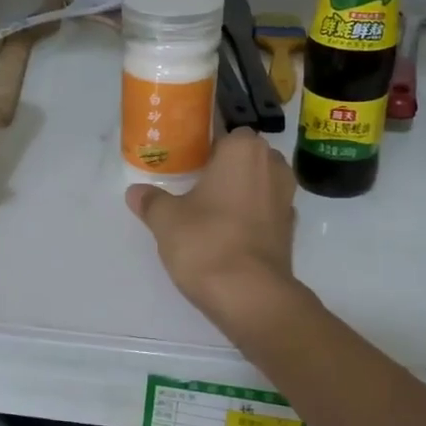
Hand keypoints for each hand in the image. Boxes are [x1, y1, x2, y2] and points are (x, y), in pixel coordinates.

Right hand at [125, 129, 299, 328]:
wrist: (250, 295)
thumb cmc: (206, 242)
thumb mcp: (166, 220)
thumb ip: (151, 201)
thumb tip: (136, 192)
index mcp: (244, 149)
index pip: (222, 129)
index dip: (202, 141)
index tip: (183, 155)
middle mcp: (272, 165)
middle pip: (243, 155)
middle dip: (222, 165)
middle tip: (191, 181)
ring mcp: (287, 198)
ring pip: (257, 182)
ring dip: (238, 190)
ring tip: (207, 207)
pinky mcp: (290, 229)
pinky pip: (265, 210)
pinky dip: (249, 216)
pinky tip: (226, 231)